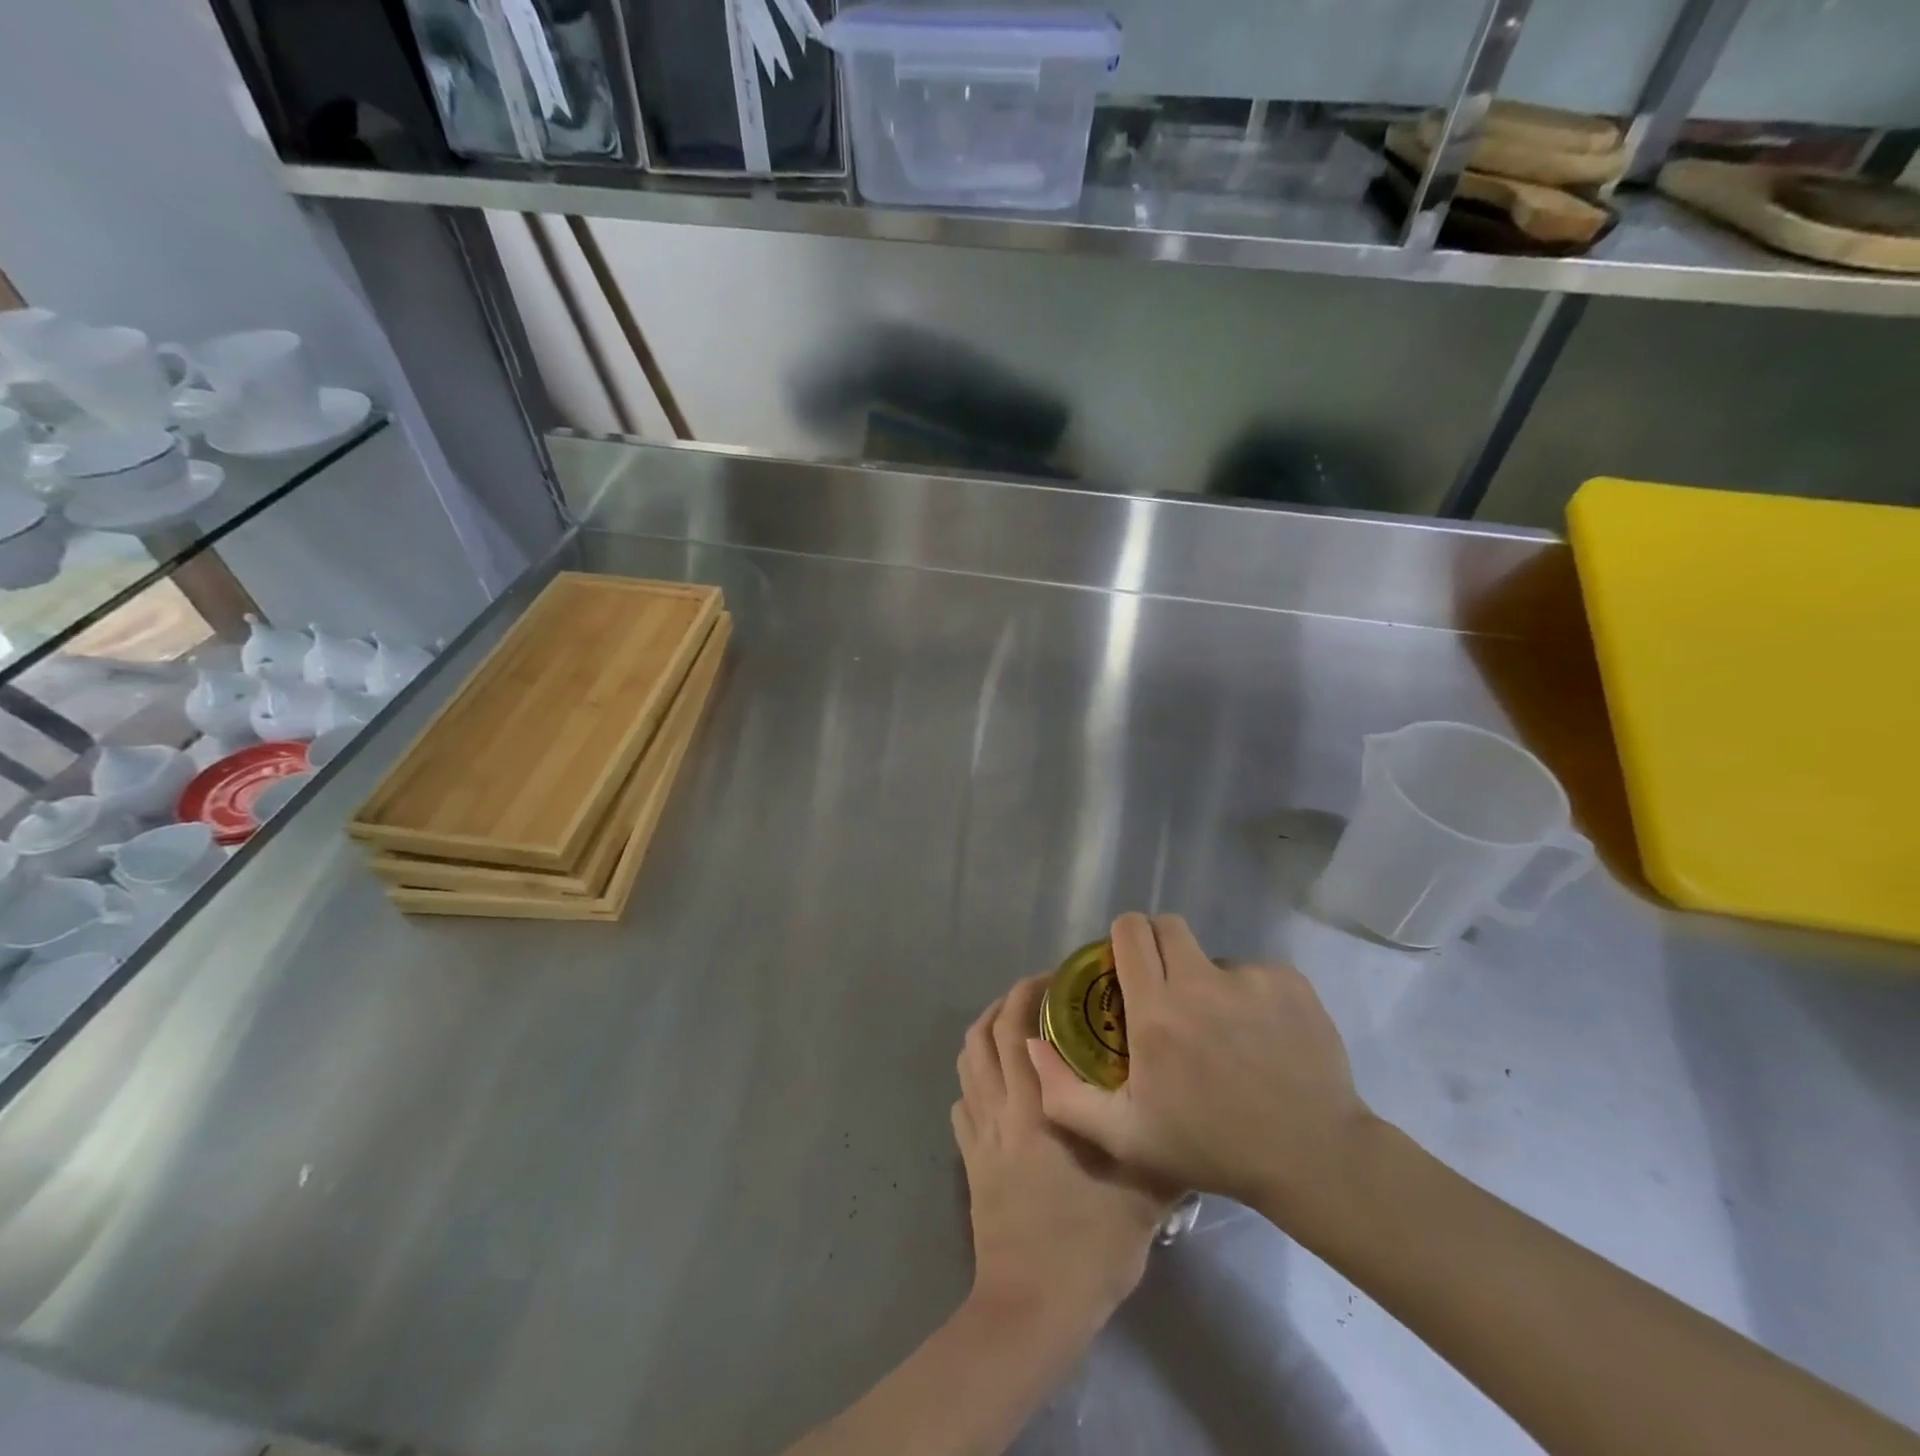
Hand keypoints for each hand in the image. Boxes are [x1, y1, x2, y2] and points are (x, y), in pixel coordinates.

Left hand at [953, 975, 1172, 1330]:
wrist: (1031, 1309)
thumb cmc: (1087, 1247)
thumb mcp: (1142, 1197)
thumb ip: (1163, 1151)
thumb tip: (1186, 1119)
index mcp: (1036, 1106)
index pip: (1017, 1028)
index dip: (1028, 994)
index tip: (1056, 979)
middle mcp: (1000, 1108)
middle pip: (984, 1034)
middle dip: (1006, 1002)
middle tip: (1038, 993)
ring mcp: (979, 1135)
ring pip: (967, 1062)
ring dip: (984, 1032)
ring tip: (1013, 1024)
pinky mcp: (969, 1161)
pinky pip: (962, 1101)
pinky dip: (974, 1077)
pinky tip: (995, 1082)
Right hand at [1026, 913, 1377, 1229]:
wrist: (1312, 1157)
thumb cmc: (1211, 1148)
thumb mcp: (1125, 1137)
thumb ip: (1064, 1093)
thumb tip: (1032, 1043)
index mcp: (1157, 1011)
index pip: (1130, 931)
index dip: (1122, 939)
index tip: (1124, 965)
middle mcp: (1200, 982)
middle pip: (1168, 926)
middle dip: (1159, 946)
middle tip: (1165, 987)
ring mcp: (1250, 978)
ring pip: (1212, 954)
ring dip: (1206, 978)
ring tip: (1220, 1027)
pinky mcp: (1289, 982)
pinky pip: (1254, 972)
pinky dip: (1248, 993)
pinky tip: (1258, 1035)